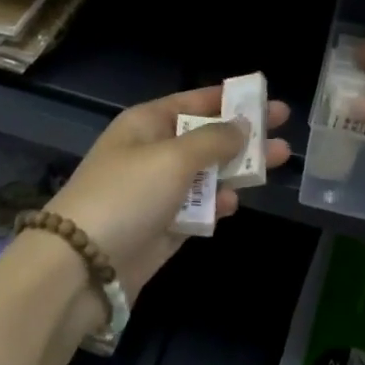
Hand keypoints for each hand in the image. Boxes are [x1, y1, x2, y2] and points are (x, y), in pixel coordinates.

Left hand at [43, 86, 291, 303]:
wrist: (80, 267)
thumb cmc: (127, 195)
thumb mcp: (173, 158)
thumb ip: (214, 140)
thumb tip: (242, 125)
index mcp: (147, 124)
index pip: (194, 101)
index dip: (230, 98)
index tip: (265, 97)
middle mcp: (152, 152)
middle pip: (206, 137)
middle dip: (244, 133)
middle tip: (284, 129)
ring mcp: (157, 192)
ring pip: (206, 173)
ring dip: (237, 169)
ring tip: (277, 162)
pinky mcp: (162, 227)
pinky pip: (197, 208)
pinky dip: (215, 204)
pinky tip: (232, 203)